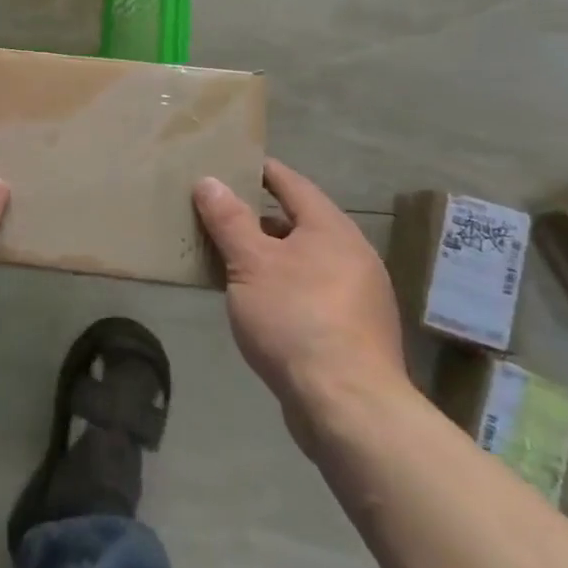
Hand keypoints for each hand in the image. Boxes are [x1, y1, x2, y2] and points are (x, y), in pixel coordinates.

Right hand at [194, 160, 409, 452]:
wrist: (347, 405)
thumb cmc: (295, 319)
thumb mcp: (250, 263)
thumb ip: (229, 220)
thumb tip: (210, 181)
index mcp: (332, 229)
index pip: (292, 184)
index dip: (261, 171)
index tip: (230, 163)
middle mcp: (352, 255)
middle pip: (299, 222)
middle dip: (258, 216)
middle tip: (217, 211)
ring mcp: (357, 295)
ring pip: (303, 259)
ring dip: (268, 254)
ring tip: (227, 255)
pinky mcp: (352, 330)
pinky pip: (309, 290)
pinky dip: (281, 284)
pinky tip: (255, 300)